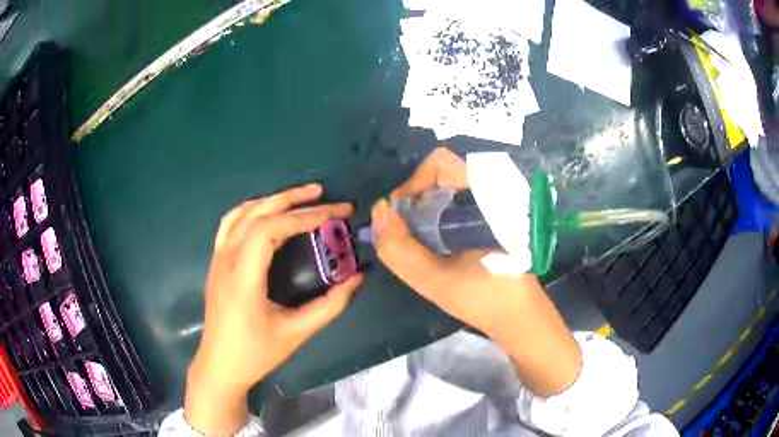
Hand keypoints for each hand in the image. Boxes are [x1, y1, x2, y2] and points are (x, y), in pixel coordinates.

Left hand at [185, 183, 362, 434]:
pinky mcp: (216, 262)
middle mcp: (226, 260)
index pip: (270, 229)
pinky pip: (230, 224)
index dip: (304, 216)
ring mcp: (217, 259)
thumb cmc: (256, 353)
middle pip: (257, 214)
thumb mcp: (297, 333)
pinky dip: (252, 210)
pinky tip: (268, 212)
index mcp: (243, 278)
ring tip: (300, 196)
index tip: (334, 214)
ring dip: (272, 200)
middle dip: (292, 199)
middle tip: (324, 194)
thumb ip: (330, 306)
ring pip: (242, 214)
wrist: (220, 365)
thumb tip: (357, 278)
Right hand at [371, 147, 523, 335]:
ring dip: (426, 211)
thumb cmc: (484, 298)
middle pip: (440, 174)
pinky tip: (438, 246)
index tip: (403, 219)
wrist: (518, 314)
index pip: (440, 164)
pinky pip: (456, 202)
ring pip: (447, 189)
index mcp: (486, 197)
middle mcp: (492, 190)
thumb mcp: (434, 281)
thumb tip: (379, 212)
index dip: (413, 185)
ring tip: (422, 244)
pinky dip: (438, 218)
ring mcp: (493, 202)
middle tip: (409, 234)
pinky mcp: (492, 216)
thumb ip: (399, 249)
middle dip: (416, 201)